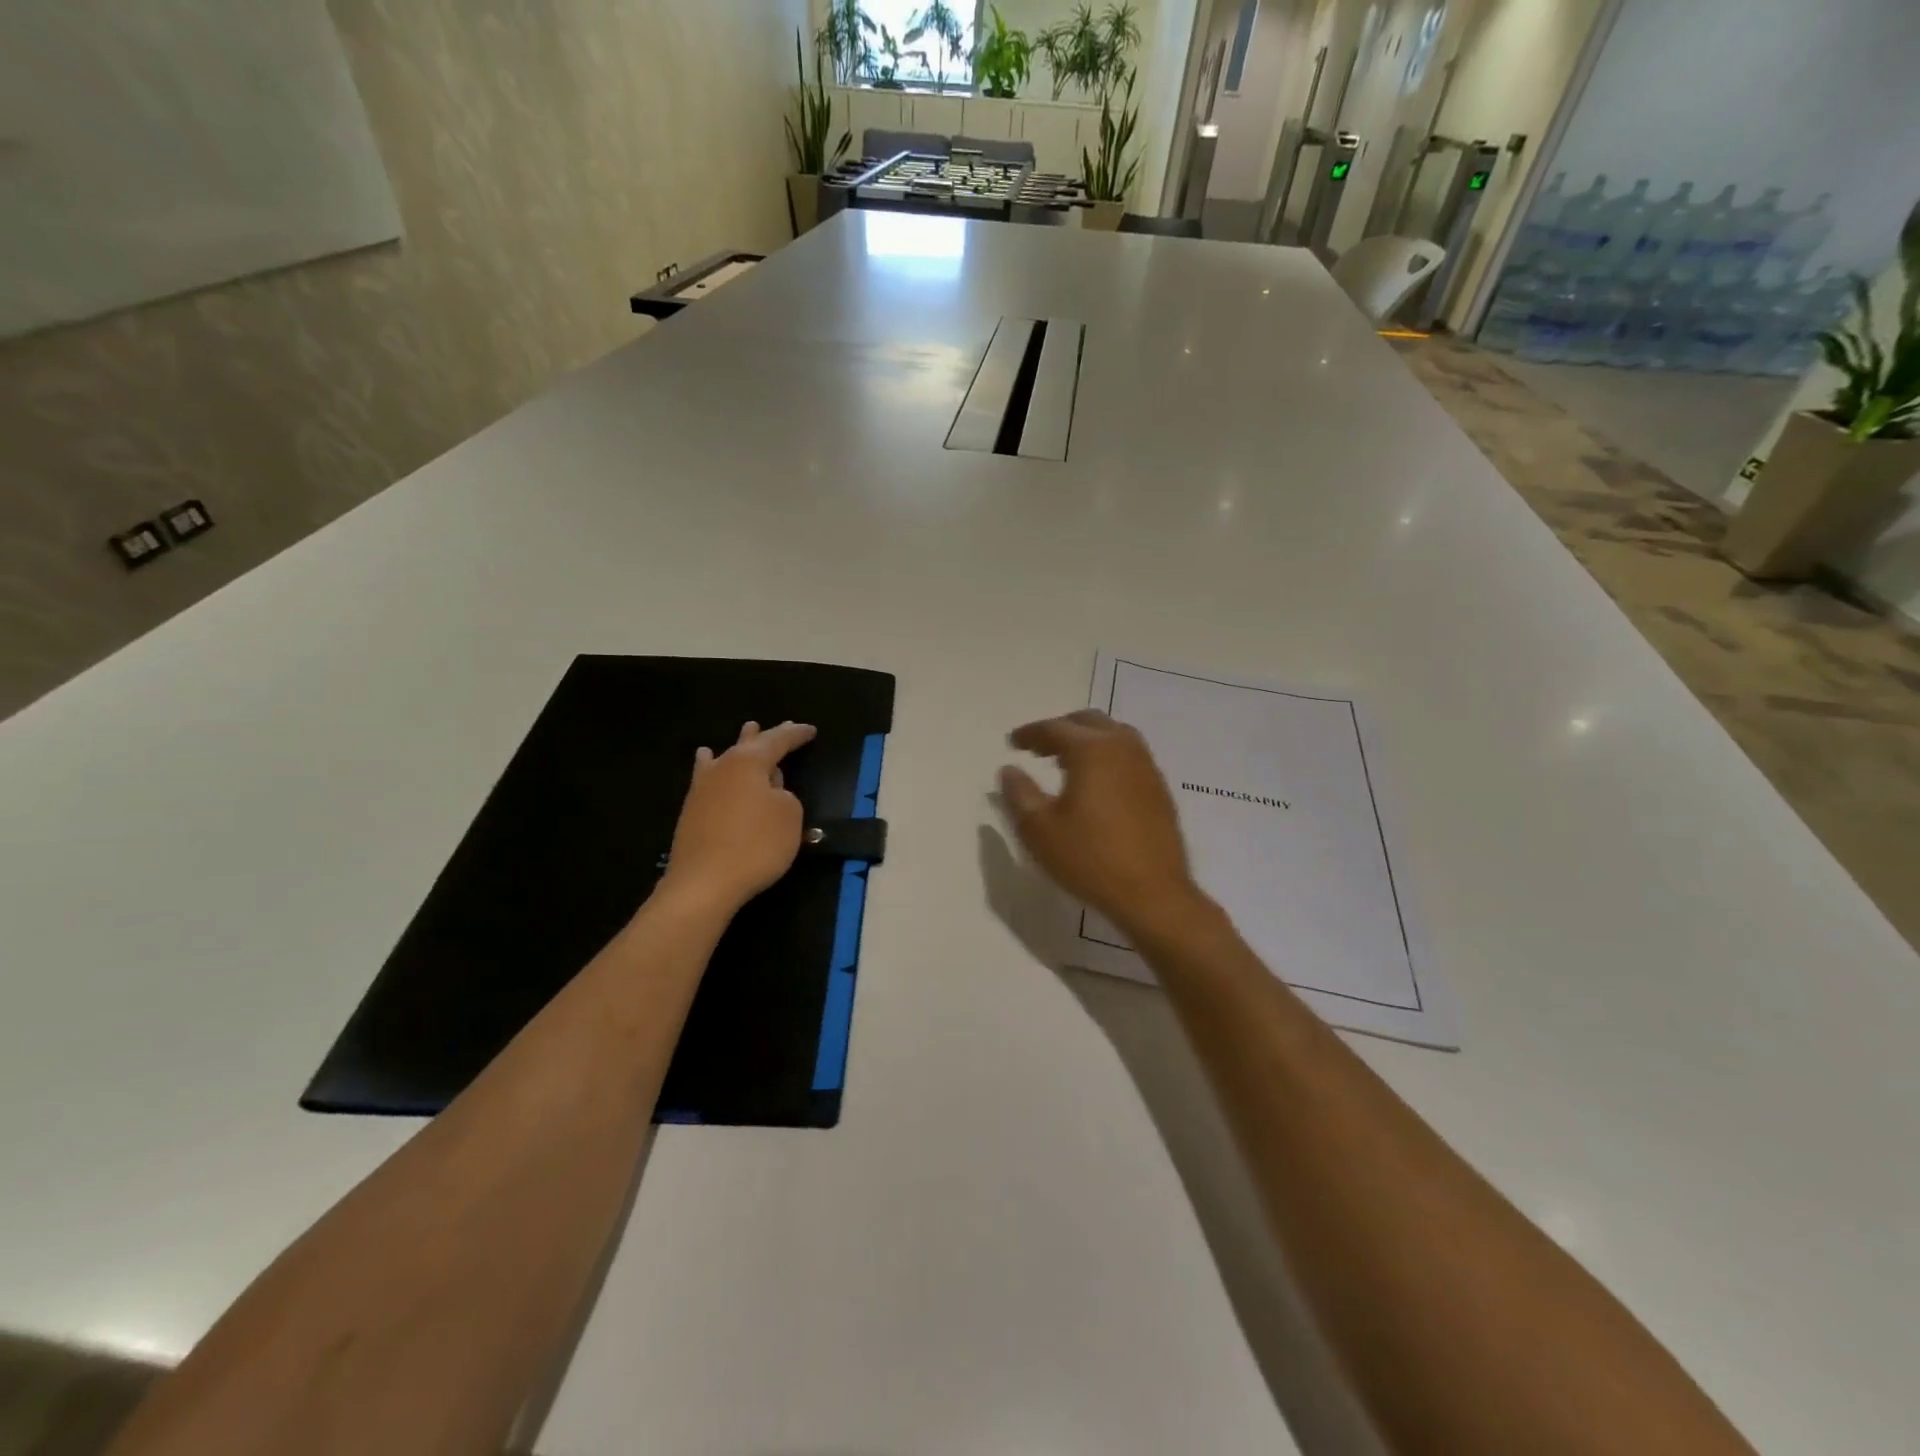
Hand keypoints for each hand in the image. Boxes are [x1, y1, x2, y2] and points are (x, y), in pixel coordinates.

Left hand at [663, 721, 816, 914]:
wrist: (704, 883)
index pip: (778, 741)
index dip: (796, 735)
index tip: (811, 730)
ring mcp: (703, 789)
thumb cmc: (756, 845)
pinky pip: (707, 776)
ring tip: (747, 730)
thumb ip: (785, 795)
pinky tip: (705, 760)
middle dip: (768, 736)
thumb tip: (771, 790)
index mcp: (749, 763)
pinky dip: (712, 765)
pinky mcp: (692, 811)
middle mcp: (723, 768)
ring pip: (725, 757)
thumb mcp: (789, 816)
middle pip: (750, 745)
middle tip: (785, 726)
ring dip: (739, 744)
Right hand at [998, 709, 1207, 940]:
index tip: (1012, 742)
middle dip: (1060, 729)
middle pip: (1088, 722)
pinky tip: (1096, 784)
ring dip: (1086, 740)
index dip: (1030, 733)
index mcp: (1092, 751)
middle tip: (1038, 748)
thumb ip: (1019, 794)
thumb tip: (1009, 770)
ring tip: (1064, 762)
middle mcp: (1123, 748)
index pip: (1055, 728)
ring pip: (1114, 735)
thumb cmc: (1090, 860)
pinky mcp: (1158, 789)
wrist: (1152, 894)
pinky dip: (1107, 756)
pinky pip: (1129, 756)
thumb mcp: (1040, 830)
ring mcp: (1146, 767)